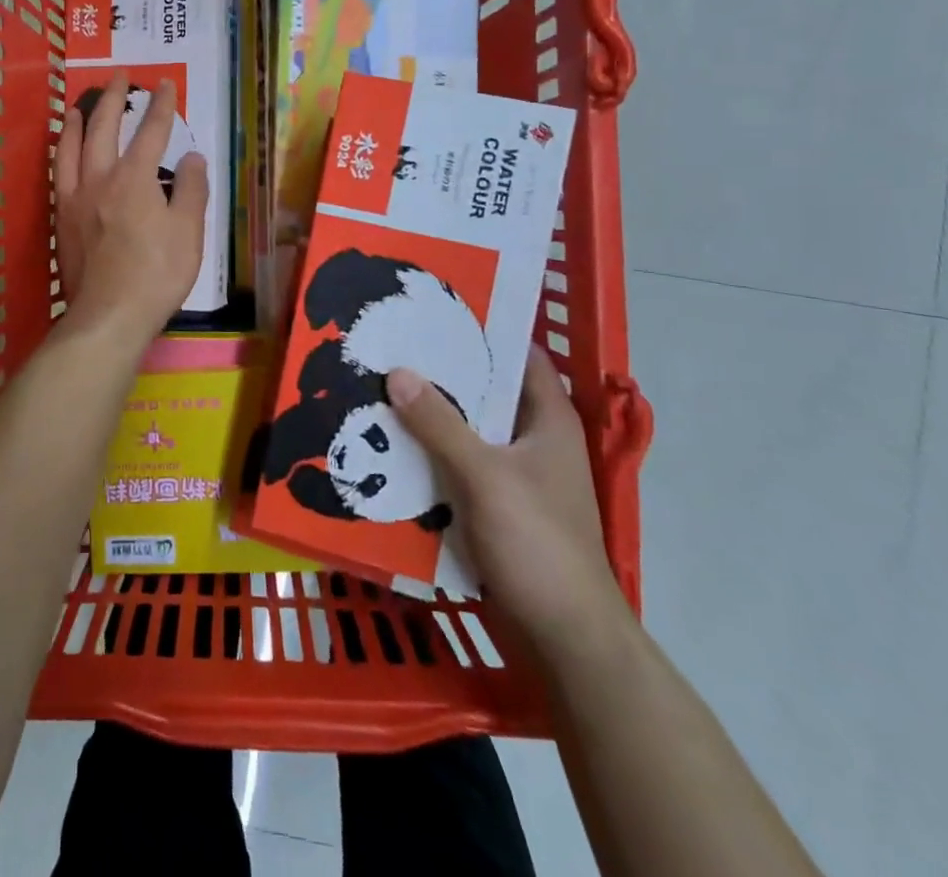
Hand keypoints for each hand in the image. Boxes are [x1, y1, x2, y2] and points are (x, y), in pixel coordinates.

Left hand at [53, 72, 208, 344]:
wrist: (109, 315)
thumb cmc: (156, 274)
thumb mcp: (188, 232)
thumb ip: (189, 189)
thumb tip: (191, 157)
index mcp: (134, 178)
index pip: (151, 132)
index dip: (161, 106)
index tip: (164, 84)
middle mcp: (99, 179)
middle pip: (103, 129)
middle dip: (113, 99)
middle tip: (119, 77)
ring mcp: (74, 199)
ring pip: (70, 149)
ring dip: (75, 123)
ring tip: (76, 106)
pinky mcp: (60, 221)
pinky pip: (58, 176)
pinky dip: (60, 155)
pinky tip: (62, 155)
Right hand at [387, 349, 629, 654]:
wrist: (565, 638)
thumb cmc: (537, 544)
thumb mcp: (484, 476)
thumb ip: (439, 423)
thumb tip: (398, 371)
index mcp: (549, 421)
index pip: (520, 356)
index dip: (484, 330)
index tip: (435, 309)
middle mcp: (534, 441)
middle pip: (486, 393)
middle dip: (442, 373)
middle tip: (393, 348)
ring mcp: (516, 477)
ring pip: (468, 431)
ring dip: (431, 416)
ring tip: (382, 389)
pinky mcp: (497, 508)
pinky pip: (458, 466)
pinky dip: (431, 454)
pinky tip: (392, 447)